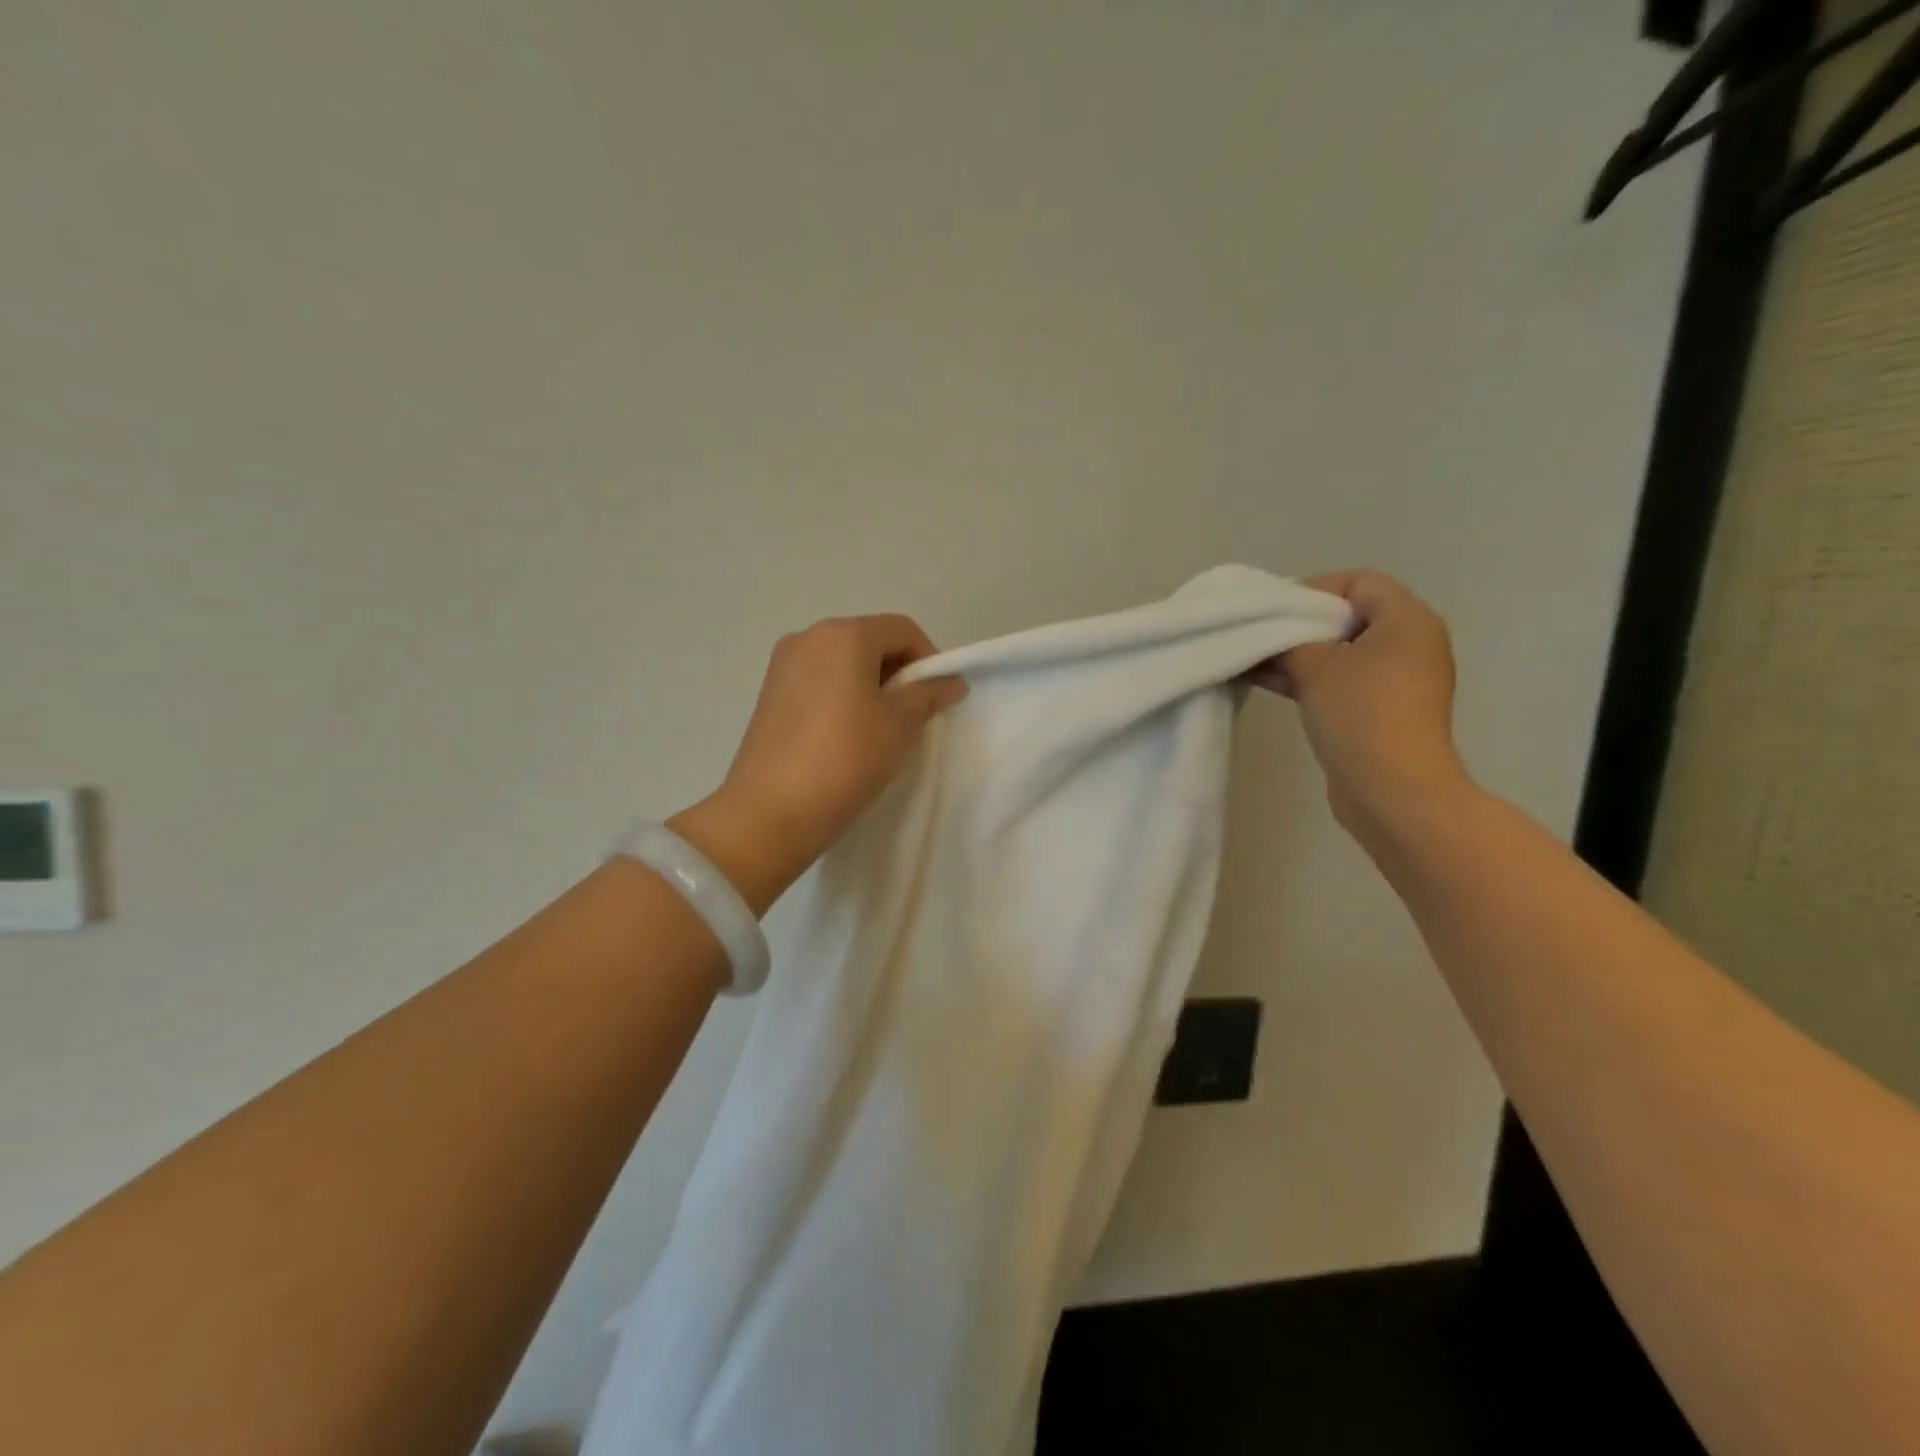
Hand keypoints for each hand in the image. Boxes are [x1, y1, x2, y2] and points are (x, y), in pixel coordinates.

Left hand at [672, 615, 965, 911]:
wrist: (771, 810)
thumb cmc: (846, 757)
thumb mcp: (900, 725)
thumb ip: (928, 695)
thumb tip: (950, 681)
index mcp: (843, 634)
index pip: (902, 629)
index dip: (928, 659)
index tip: (936, 697)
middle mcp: (808, 637)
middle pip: (869, 640)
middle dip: (898, 672)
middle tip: (912, 715)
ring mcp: (783, 665)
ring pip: (842, 662)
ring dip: (869, 685)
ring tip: (879, 728)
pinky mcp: (768, 693)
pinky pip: (818, 681)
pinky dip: (841, 696)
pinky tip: (845, 735)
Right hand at [1248, 571, 1469, 833]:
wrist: (1392, 790)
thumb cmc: (1361, 713)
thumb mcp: (1316, 665)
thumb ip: (1289, 640)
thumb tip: (1271, 636)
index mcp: (1408, 620)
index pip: (1360, 582)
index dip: (1315, 589)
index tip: (1274, 608)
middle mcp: (1411, 644)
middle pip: (1348, 617)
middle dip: (1300, 624)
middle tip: (1259, 634)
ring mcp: (1398, 682)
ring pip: (1341, 653)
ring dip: (1298, 655)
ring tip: (1252, 660)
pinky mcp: (1383, 712)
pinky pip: (1343, 682)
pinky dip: (1309, 679)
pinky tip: (1267, 683)